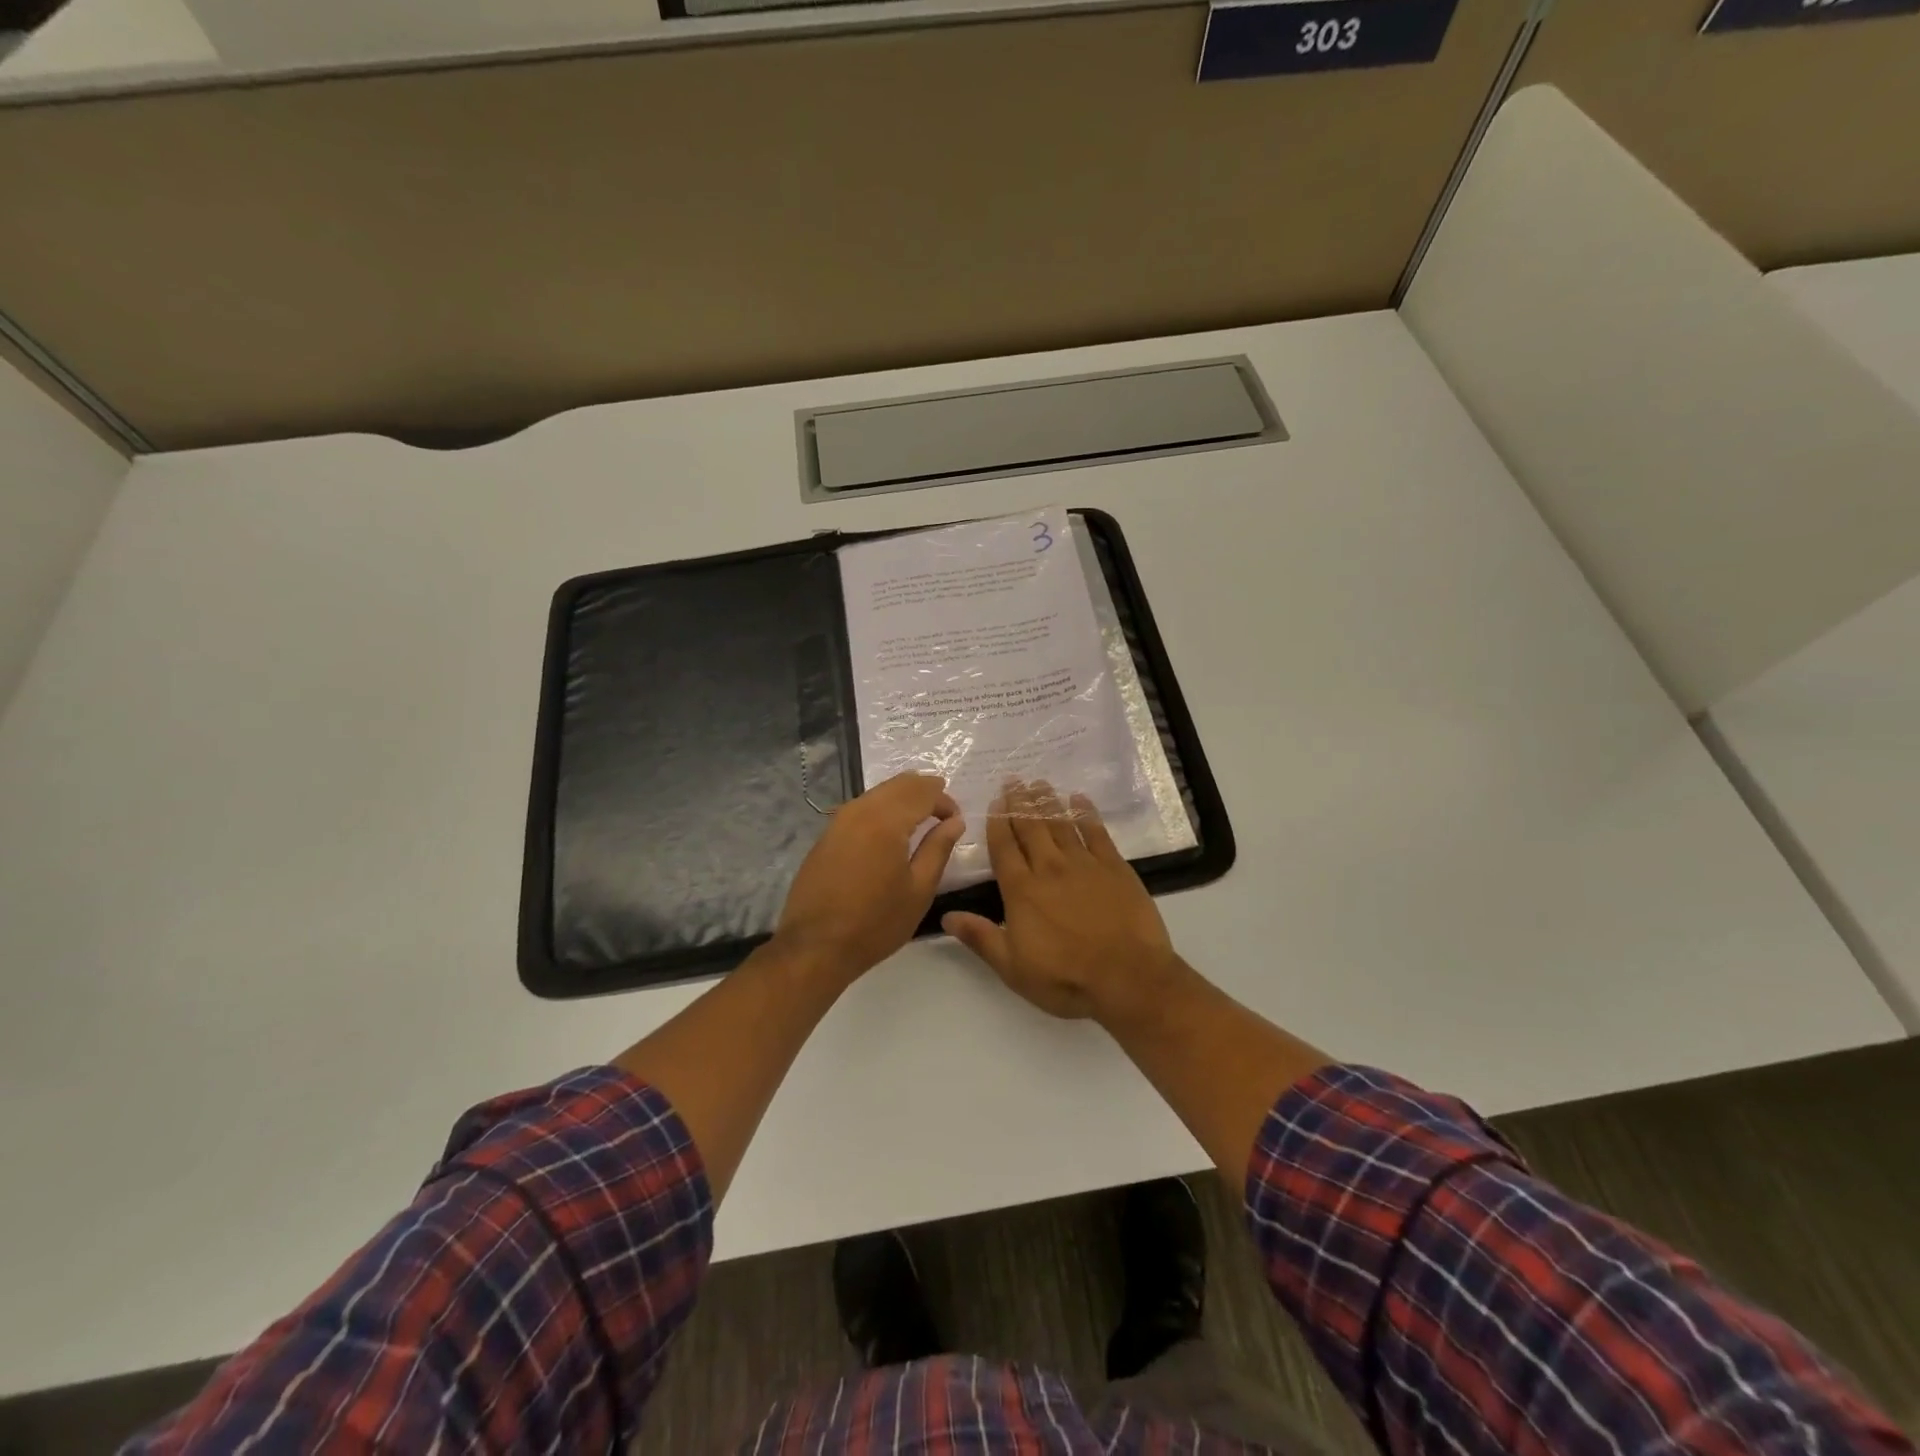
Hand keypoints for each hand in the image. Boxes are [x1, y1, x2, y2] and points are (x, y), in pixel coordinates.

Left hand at [775, 773, 964, 985]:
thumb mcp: (919, 889)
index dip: (945, 801)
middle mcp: (860, 810)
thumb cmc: (875, 923)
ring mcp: (838, 820)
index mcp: (886, 821)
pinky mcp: (826, 835)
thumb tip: (954, 821)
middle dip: (925, 792)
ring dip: (903, 799)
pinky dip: (883, 810)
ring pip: (878, 793)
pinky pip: (861, 808)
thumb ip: (938, 848)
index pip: (923, 792)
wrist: (815, 947)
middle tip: (943, 812)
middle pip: (898, 784)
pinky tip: (890, 833)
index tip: (956, 821)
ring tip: (921, 821)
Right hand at [942, 780, 1177, 1022]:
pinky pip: (1096, 831)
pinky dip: (1086, 813)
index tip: (995, 802)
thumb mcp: (1013, 968)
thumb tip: (945, 916)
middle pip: (1030, 827)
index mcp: (1021, 890)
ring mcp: (1083, 864)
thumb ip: (980, 937)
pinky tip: (1079, 800)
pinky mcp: (1114, 866)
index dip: (998, 823)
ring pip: (1060, 823)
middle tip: (1014, 780)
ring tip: (1040, 783)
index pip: (1003, 848)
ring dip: (1048, 801)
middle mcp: (1049, 868)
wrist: (1128, 978)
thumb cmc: (1065, 978)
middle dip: (1020, 802)